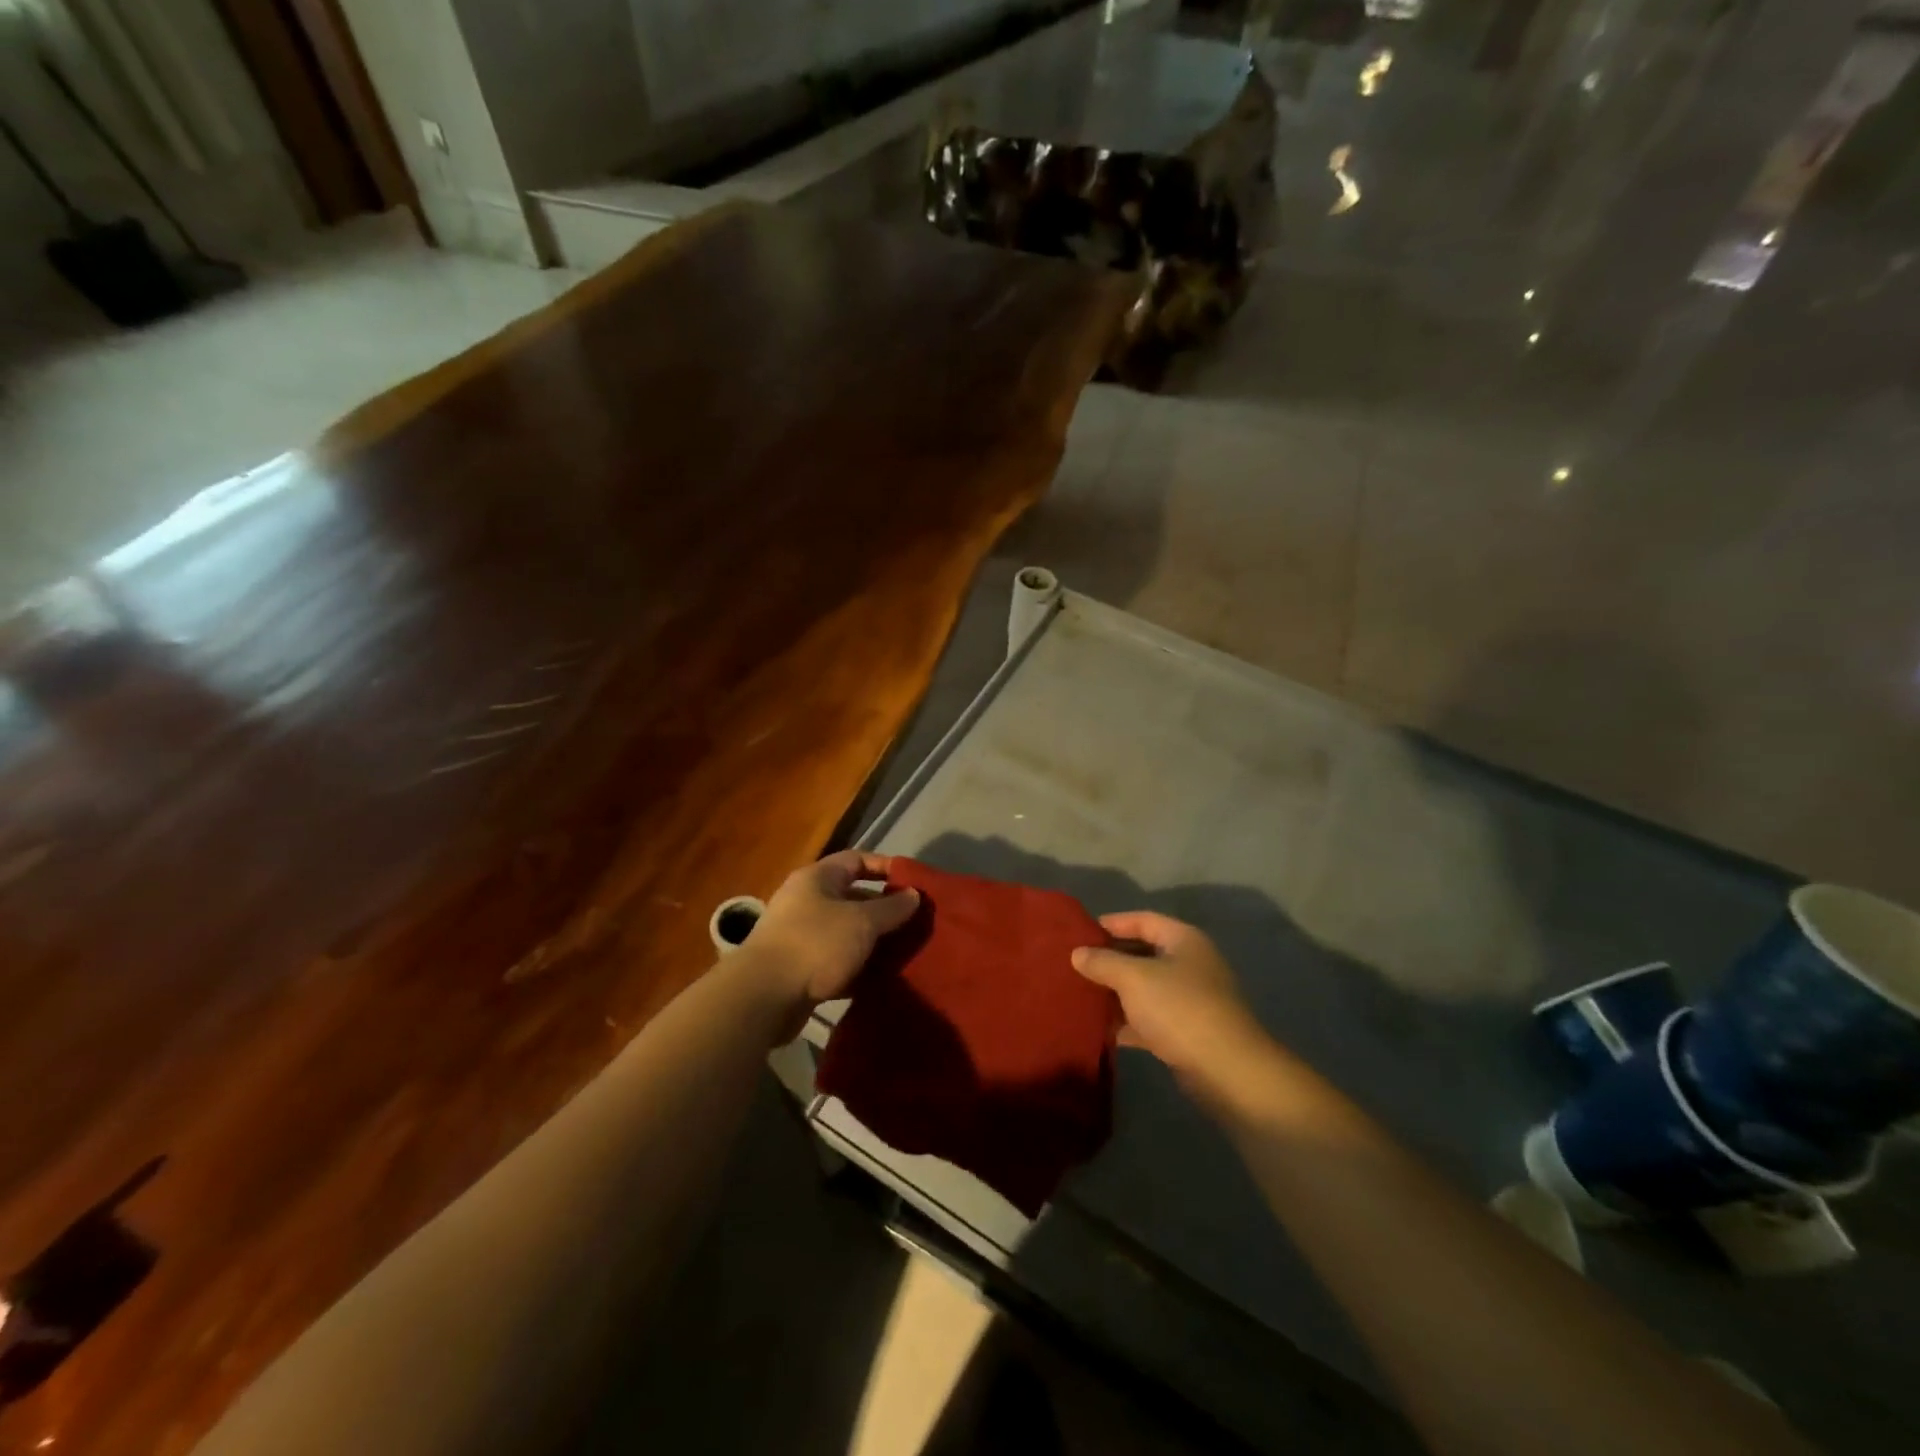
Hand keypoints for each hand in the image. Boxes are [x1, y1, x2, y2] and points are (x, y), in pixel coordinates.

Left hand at [742, 851, 919, 1021]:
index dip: (886, 867)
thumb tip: (913, 894)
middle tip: (915, 923)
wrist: (762, 997)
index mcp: (817, 878)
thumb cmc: (815, 944)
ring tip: (904, 952)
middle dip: (884, 910)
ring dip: (872, 942)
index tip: (914, 883)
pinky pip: (835, 962)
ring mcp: (799, 936)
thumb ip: (892, 908)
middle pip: (852, 898)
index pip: (857, 860)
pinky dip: (856, 968)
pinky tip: (880, 979)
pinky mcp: (798, 969)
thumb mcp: (862, 922)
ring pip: (845, 933)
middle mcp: (806, 901)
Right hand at [1072, 912, 1267, 1092]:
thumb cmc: (1179, 1009)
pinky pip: (1150, 1018)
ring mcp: (1190, 1000)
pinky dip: (1128, 1021)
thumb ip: (1103, 962)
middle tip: (1075, 965)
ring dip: (1116, 992)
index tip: (1080, 933)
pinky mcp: (1187, 1032)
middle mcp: (1190, 964)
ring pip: (1145, 988)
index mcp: (1184, 940)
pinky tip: (1100, 1028)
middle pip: (1143, 953)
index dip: (1111, 923)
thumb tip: (1077, 953)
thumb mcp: (1133, 978)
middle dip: (1109, 960)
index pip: (1143, 920)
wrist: (1227, 1071)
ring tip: (1080, 994)